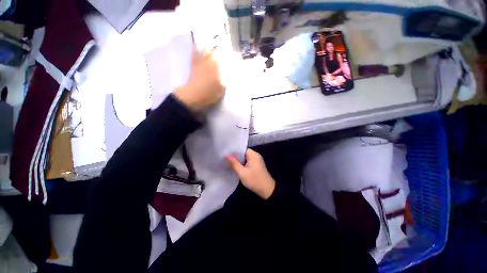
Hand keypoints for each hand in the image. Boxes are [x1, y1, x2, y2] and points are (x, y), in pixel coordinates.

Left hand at [174, 46, 224, 112]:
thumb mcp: (222, 88)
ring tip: (211, 39)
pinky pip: (194, 55)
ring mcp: (201, 63)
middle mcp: (209, 62)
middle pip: (214, 51)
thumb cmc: (210, 93)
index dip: (226, 52)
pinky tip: (196, 43)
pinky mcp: (194, 65)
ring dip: (208, 44)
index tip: (229, 49)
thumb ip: (226, 79)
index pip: (223, 57)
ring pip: (205, 50)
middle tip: (222, 41)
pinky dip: (195, 48)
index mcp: (217, 67)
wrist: (194, 95)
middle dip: (218, 46)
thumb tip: (229, 71)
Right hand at [227, 149, 275, 199]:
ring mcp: (257, 161)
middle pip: (244, 153)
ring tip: (229, 162)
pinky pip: (248, 162)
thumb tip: (227, 155)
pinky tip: (236, 167)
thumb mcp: (242, 173)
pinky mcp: (257, 166)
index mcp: (253, 155)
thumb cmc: (254, 180)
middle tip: (225, 158)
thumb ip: (234, 163)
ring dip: (239, 160)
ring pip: (245, 158)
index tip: (226, 153)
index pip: (242, 149)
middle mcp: (256, 155)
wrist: (267, 190)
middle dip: (236, 156)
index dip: (234, 151)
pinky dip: (243, 164)